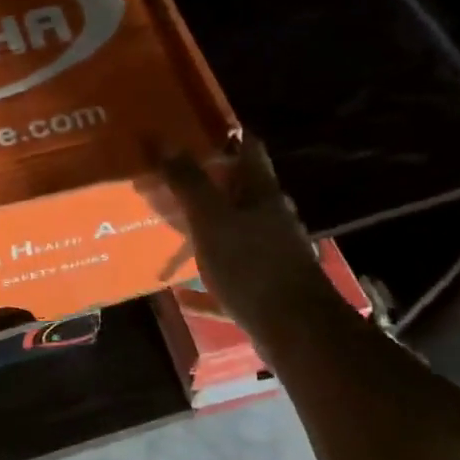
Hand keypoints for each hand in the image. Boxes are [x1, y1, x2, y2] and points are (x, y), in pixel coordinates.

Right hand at [161, 138, 336, 332]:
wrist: (297, 332)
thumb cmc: (253, 266)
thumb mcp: (211, 220)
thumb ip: (188, 182)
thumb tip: (163, 139)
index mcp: (263, 194)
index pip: (248, 149)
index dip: (225, 134)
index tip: (194, 127)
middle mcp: (272, 218)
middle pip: (241, 190)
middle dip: (209, 182)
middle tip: (171, 177)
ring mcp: (273, 253)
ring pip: (236, 230)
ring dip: (208, 226)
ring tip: (173, 226)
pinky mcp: (268, 287)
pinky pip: (231, 275)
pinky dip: (208, 278)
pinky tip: (183, 293)